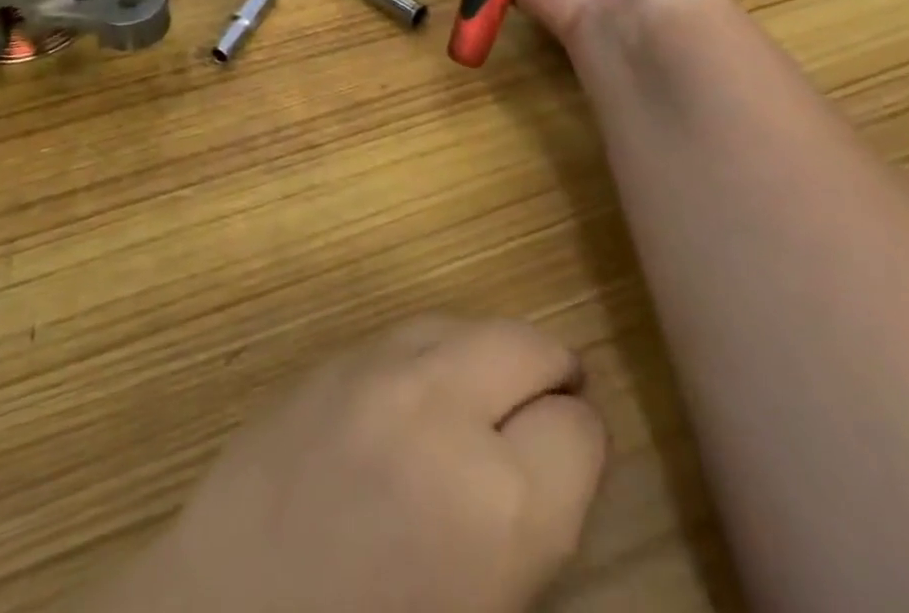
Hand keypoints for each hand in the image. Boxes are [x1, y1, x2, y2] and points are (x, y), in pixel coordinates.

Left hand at [84, 317, 606, 612]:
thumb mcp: (488, 607)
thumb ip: (531, 522)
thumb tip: (556, 457)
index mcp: (499, 502)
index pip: (580, 429)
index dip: (580, 448)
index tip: (569, 464)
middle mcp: (441, 407)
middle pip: (528, 345)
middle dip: (547, 376)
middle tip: (544, 410)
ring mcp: (376, 369)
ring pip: (464, 324)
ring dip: (485, 357)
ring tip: (480, 397)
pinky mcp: (328, 357)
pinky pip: (405, 332)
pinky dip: (429, 354)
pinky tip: (417, 393)